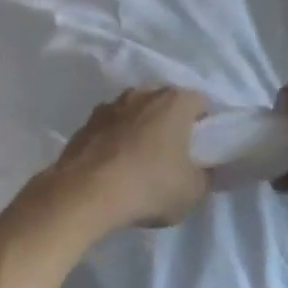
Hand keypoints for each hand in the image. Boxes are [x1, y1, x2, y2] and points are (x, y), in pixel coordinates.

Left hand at [45, 87, 209, 229]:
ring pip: (133, 112)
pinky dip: (113, 141)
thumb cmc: (149, 185)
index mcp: (173, 102)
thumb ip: (203, 175)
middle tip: (172, 153)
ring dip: (138, 129)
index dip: (204, 124)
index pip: (199, 102)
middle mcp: (141, 94)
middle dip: (169, 122)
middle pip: (163, 102)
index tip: (201, 148)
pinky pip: (108, 129)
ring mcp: (109, 106)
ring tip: (138, 161)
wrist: (85, 194)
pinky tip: (112, 168)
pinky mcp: (84, 124)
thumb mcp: (192, 191)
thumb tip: (200, 170)